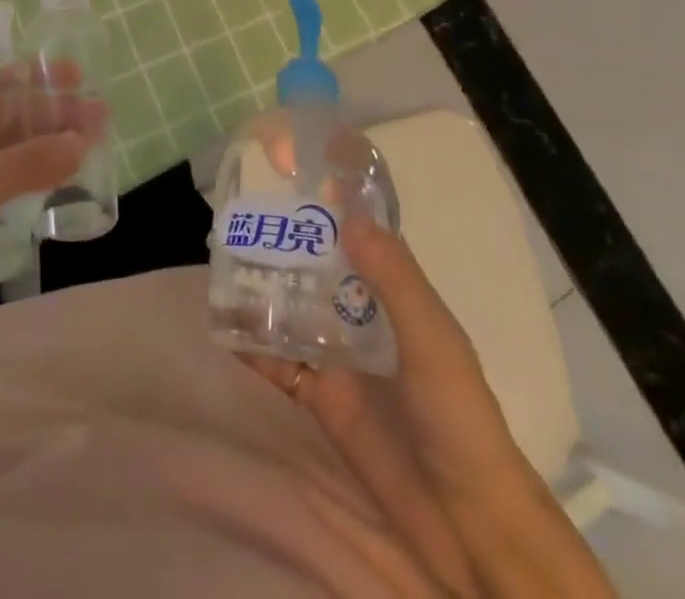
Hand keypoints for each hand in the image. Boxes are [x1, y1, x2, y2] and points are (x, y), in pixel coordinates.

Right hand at [242, 217, 613, 598]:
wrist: (465, 523)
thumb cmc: (458, 418)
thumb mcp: (434, 341)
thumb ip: (395, 280)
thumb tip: (349, 215)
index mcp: (391, 290)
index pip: (356, 228)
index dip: (327, 194)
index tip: (289, 161)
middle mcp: (359, 312)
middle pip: (312, 261)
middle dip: (279, 237)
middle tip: (235, 210)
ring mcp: (335, 352)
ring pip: (288, 305)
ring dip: (258, 285)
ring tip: (218, 258)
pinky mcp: (317, 394)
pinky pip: (276, 360)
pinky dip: (251, 343)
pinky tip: (223, 325)